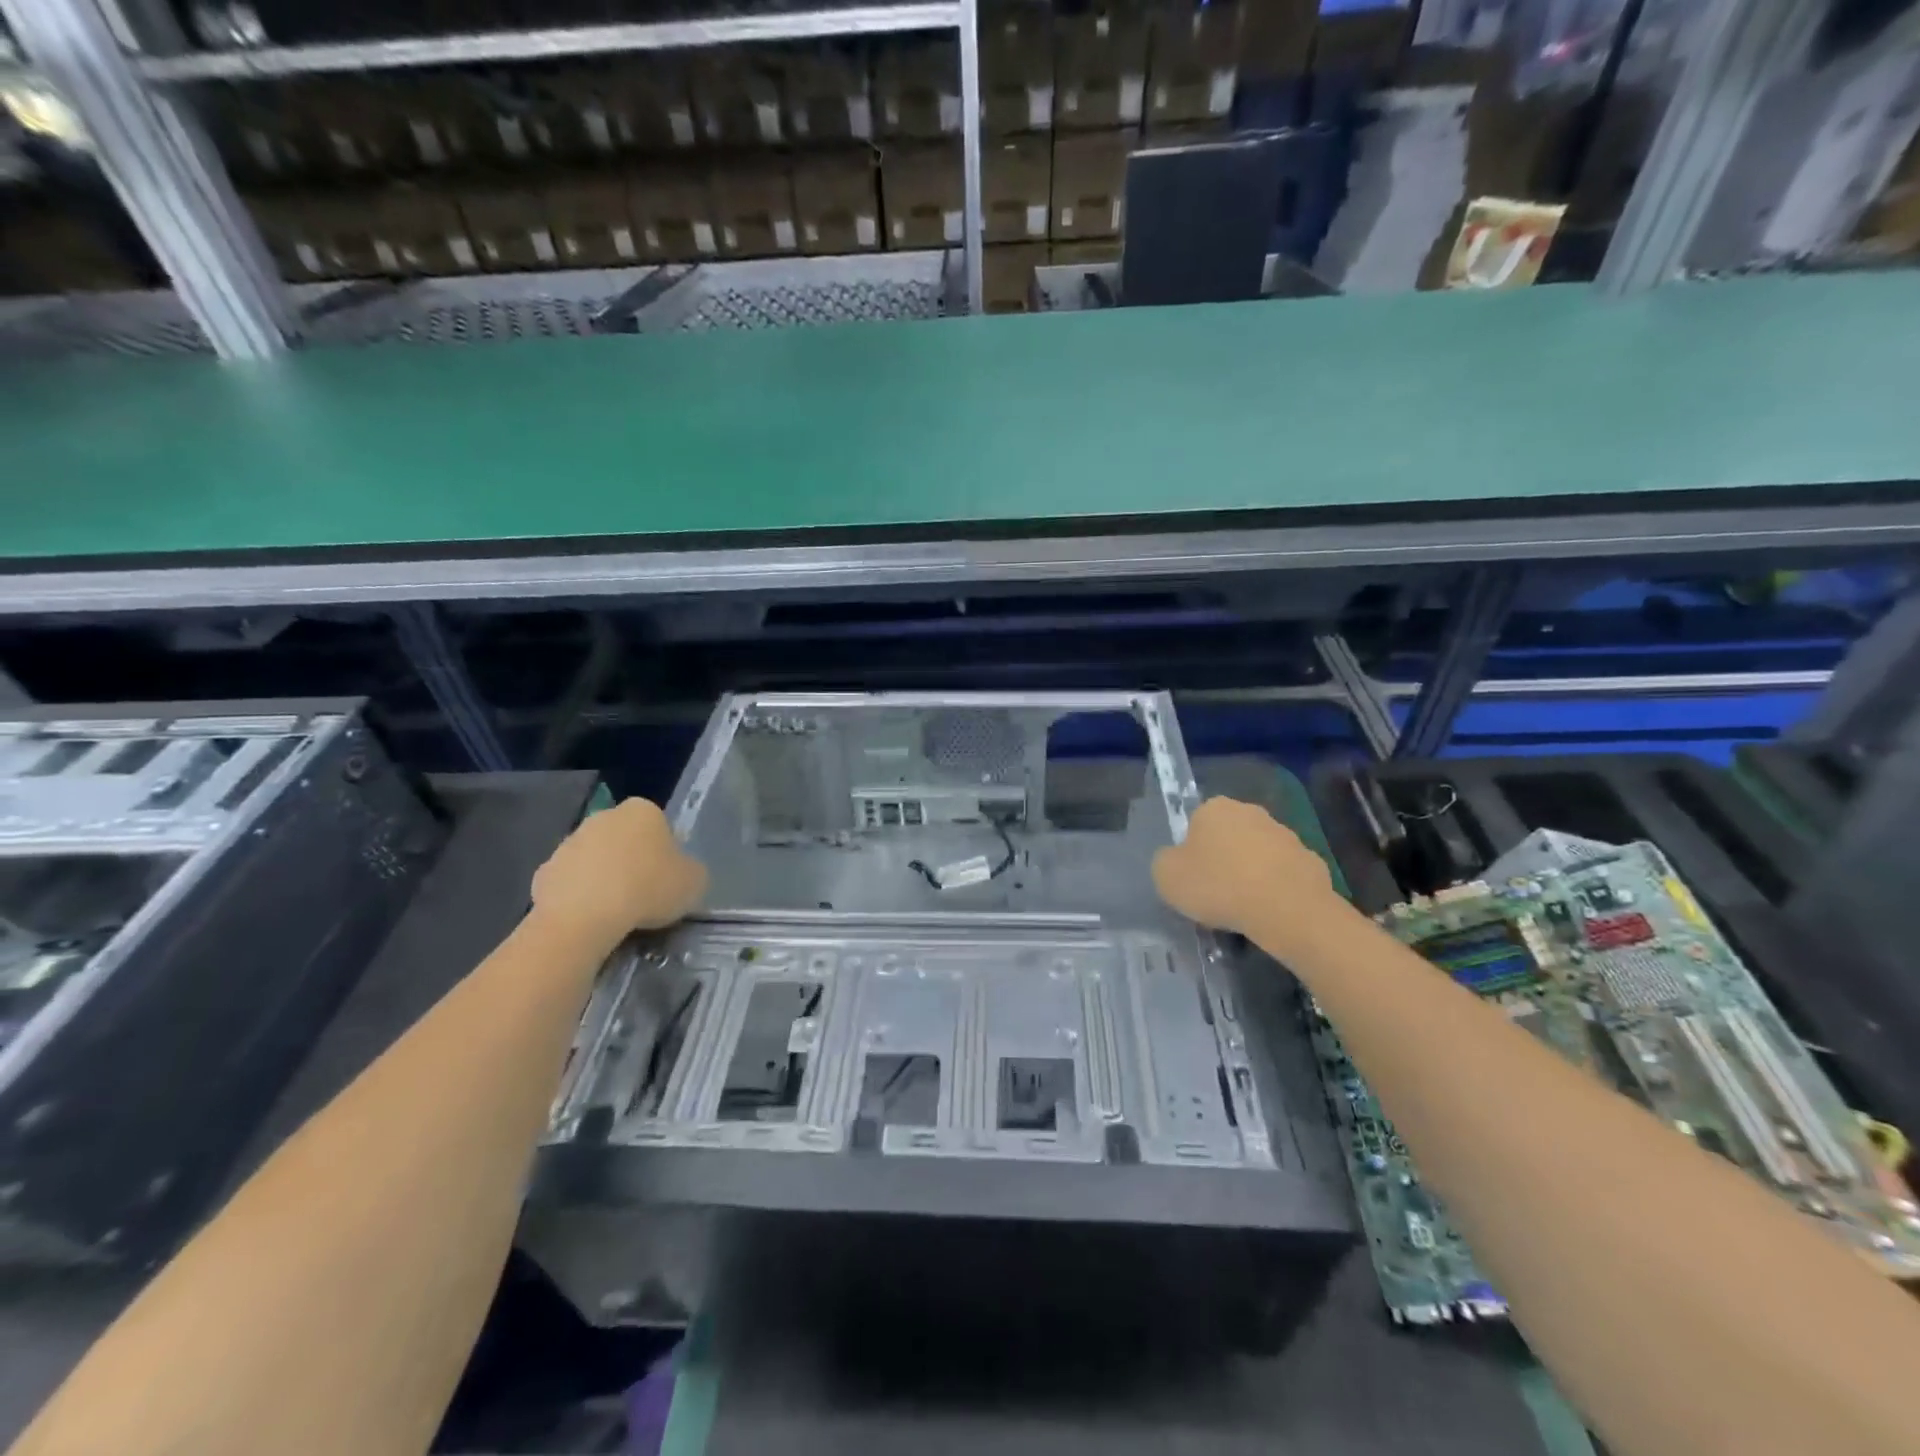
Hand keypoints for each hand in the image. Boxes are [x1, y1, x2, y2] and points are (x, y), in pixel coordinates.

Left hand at [531, 798, 707, 947]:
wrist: (584, 917)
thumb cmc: (648, 889)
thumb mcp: (694, 882)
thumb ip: (690, 870)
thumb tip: (681, 872)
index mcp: (643, 810)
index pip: (660, 825)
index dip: (666, 852)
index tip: (668, 878)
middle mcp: (604, 816)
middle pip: (625, 838)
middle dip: (632, 860)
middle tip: (644, 894)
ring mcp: (570, 842)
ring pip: (596, 859)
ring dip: (605, 878)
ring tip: (617, 912)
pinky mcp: (544, 871)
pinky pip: (571, 883)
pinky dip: (580, 897)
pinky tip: (590, 919)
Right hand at [1152, 796, 1336, 938]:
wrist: (1287, 909)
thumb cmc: (1219, 886)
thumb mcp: (1166, 876)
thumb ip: (1166, 861)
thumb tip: (1177, 860)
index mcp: (1214, 808)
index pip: (1195, 823)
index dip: (1191, 852)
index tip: (1192, 878)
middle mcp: (1251, 811)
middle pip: (1229, 836)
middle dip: (1223, 859)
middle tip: (1215, 894)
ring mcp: (1285, 835)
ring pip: (1258, 855)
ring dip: (1251, 874)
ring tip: (1243, 910)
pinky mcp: (1311, 860)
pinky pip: (1283, 875)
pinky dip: (1275, 890)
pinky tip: (1270, 914)